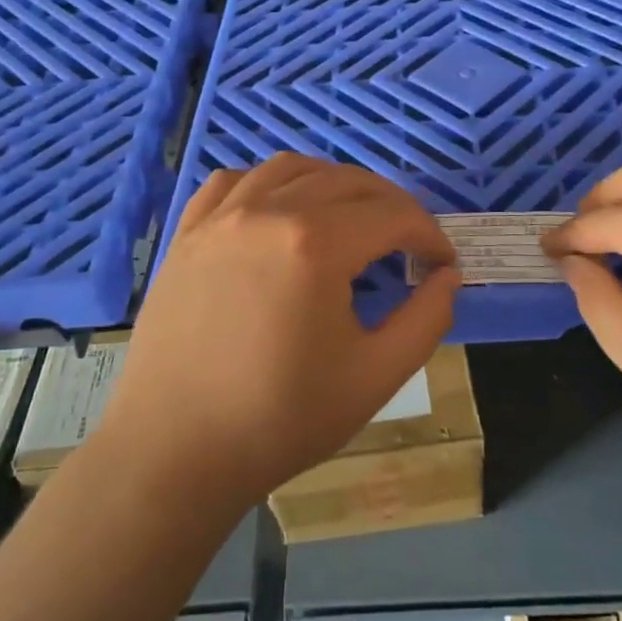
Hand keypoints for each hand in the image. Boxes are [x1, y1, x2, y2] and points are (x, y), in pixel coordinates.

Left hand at [99, 154, 460, 511]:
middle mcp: (268, 211)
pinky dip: (269, 182)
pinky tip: (280, 209)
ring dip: (334, 183)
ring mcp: (221, 216)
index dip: (429, 235)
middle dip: (391, 206)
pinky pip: (235, 180)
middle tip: (408, 242)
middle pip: (349, 181)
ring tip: (352, 217)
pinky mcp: (188, 232)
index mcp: (316, 244)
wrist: (174, 452)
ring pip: (292, 168)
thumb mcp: (376, 376)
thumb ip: (426, 319)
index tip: (442, 263)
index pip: (393, 216)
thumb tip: (447, 276)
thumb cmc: (280, 420)